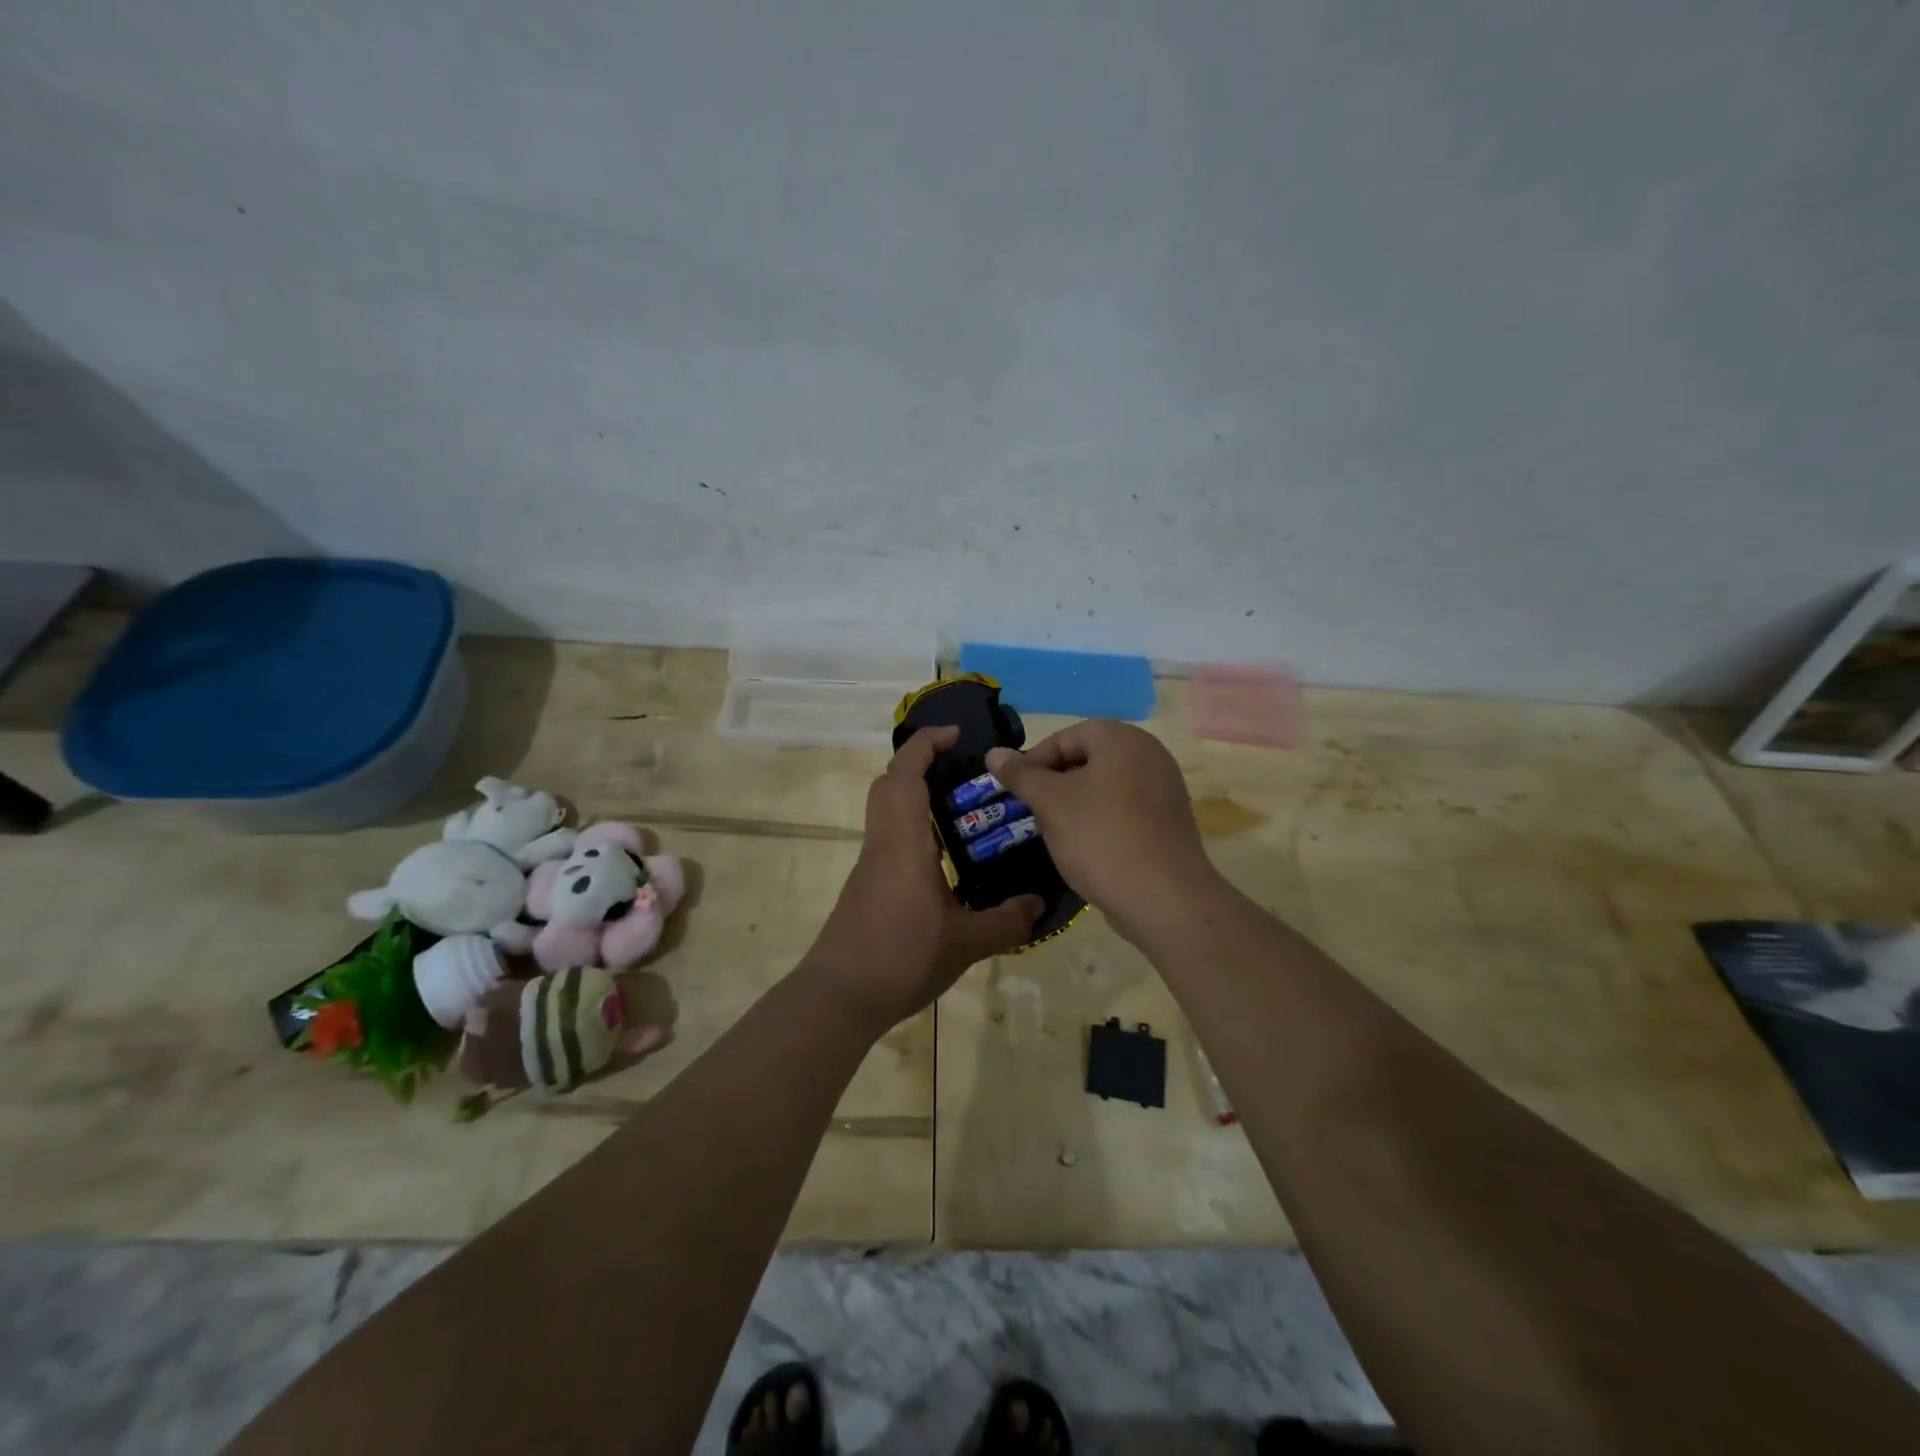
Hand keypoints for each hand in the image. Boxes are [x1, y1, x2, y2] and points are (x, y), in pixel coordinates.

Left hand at [806, 727, 1042, 1030]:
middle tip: (960, 771)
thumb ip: (1006, 921)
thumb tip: (1039, 904)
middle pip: (888, 784)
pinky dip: (914, 831)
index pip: (905, 773)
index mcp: (904, 841)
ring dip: (916, 798)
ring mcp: (871, 865)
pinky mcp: (867, 887)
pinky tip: (946, 861)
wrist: (839, 996)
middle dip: (919, 764)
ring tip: (963, 812)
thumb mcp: (966, 943)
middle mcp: (883, 843)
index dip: (926, 744)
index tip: (956, 733)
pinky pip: (889, 840)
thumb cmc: (901, 956)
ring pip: (886, 812)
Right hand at [985, 720, 1219, 943]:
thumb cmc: (1100, 838)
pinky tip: (1086, 847)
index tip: (1016, 789)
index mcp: (1123, 740)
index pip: (1068, 736)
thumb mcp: (1051, 803)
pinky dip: (1100, 819)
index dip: (1036, 759)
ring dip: (1075, 803)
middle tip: (1033, 810)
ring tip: (1054, 830)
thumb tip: (994, 753)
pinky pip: (1125, 808)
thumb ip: (1021, 775)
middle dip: (1055, 782)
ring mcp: (1164, 789)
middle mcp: (1150, 755)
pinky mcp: (1168, 821)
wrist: (1164, 899)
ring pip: (1105, 785)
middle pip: (1089, 758)